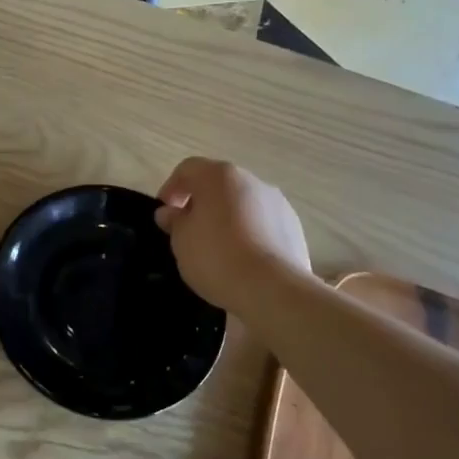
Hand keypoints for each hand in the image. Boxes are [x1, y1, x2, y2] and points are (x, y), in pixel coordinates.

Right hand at [154, 157, 311, 312]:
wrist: (272, 289)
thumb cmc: (216, 257)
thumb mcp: (181, 240)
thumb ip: (174, 221)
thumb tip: (171, 212)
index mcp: (219, 176)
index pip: (188, 169)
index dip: (171, 188)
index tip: (165, 214)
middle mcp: (251, 181)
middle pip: (218, 185)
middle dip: (201, 204)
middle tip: (187, 231)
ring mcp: (277, 203)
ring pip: (242, 204)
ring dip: (226, 218)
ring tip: (216, 248)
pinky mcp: (294, 227)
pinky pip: (262, 224)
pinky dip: (248, 234)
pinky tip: (241, 259)